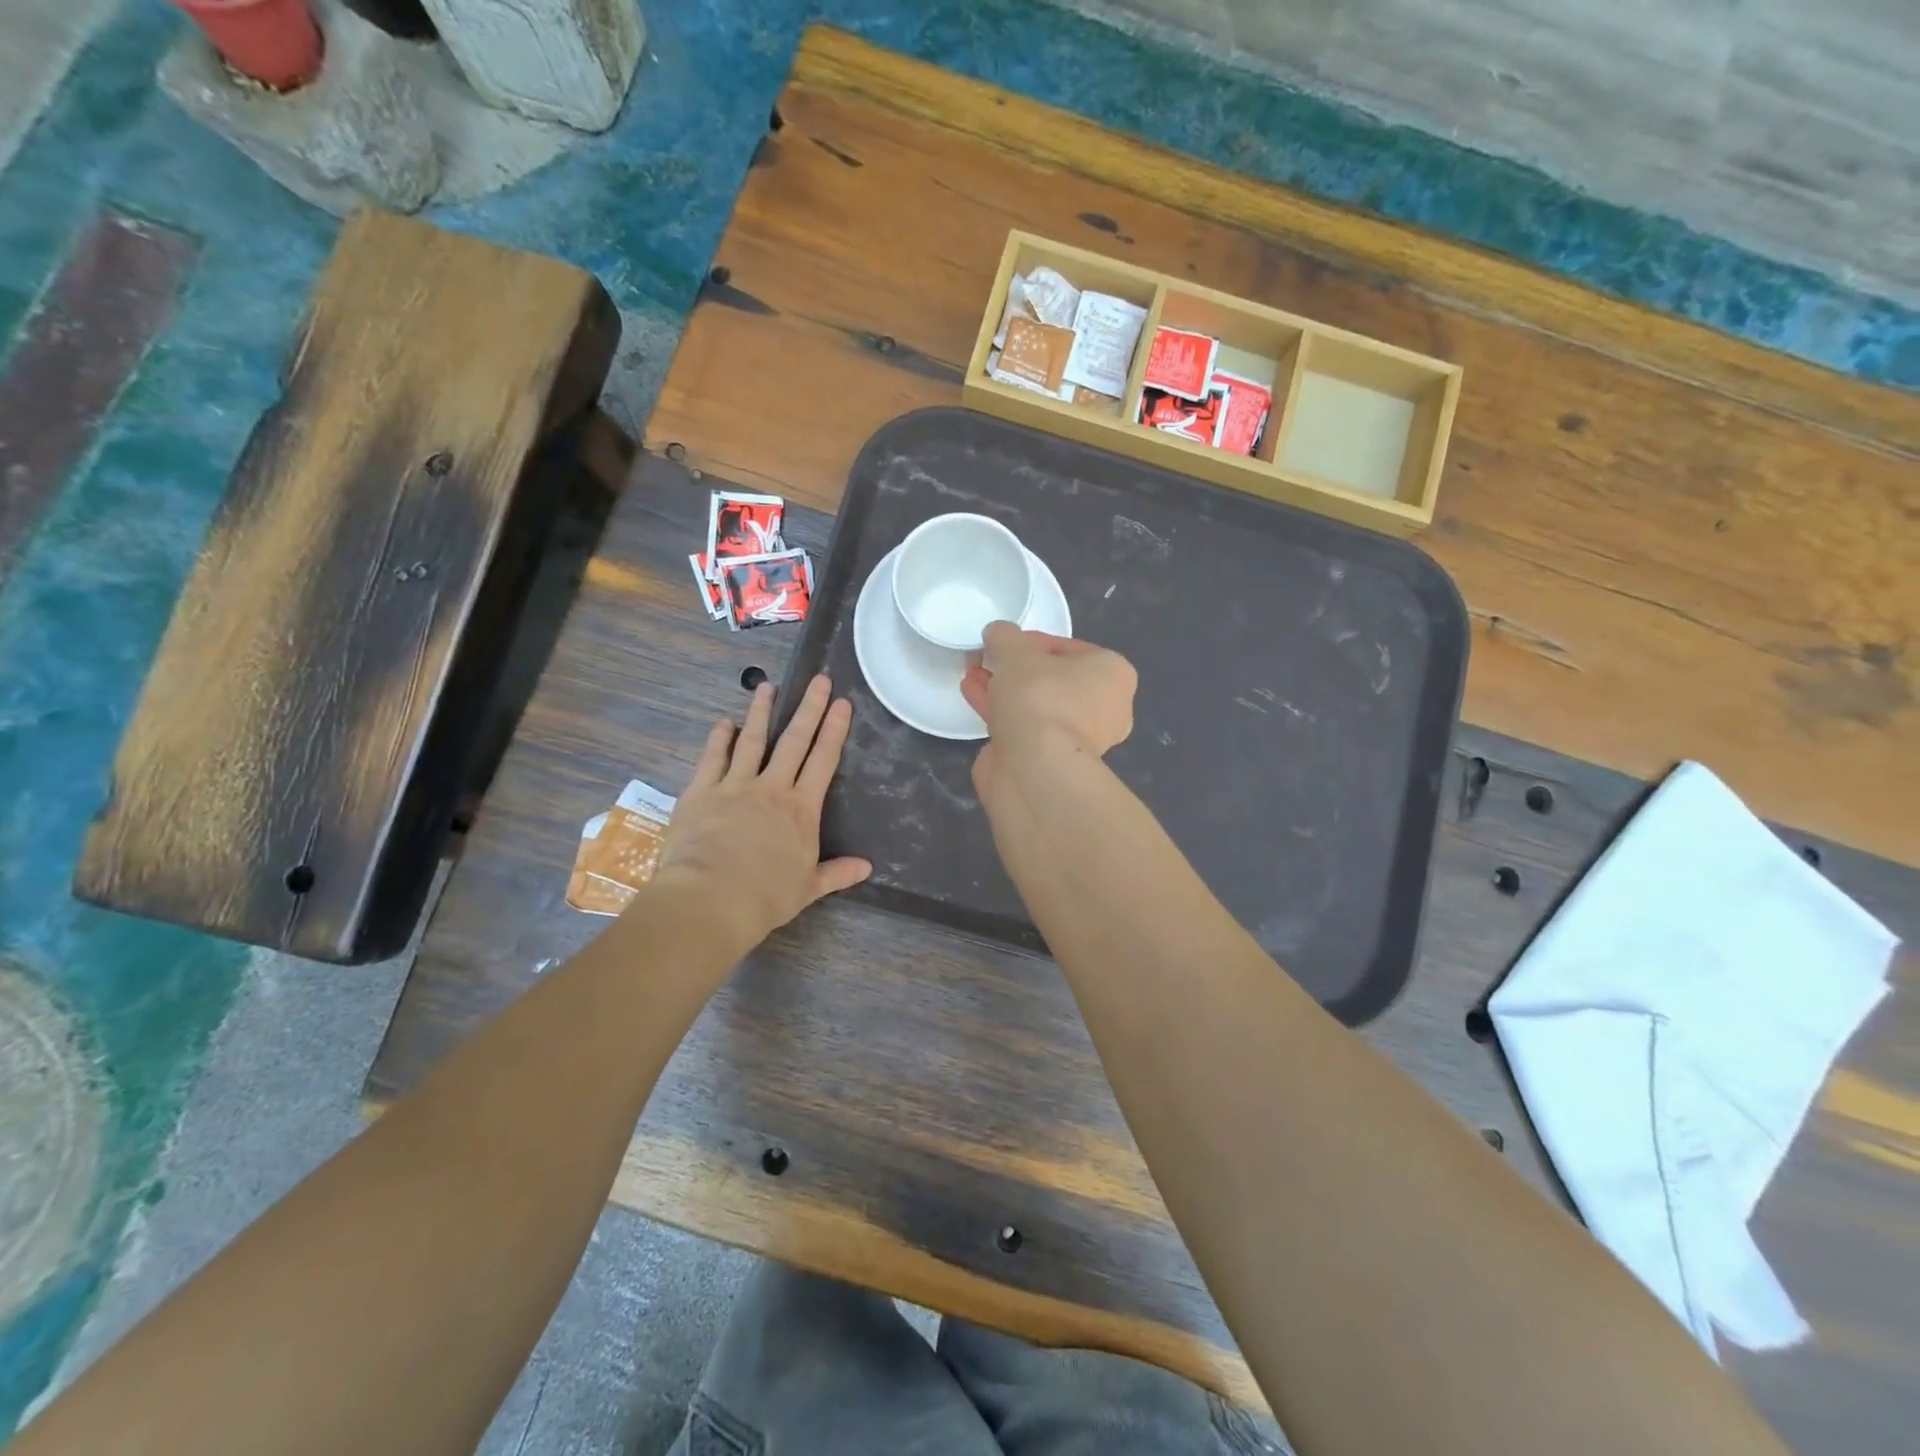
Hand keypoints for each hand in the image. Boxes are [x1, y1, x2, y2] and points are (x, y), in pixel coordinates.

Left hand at [651, 674, 870, 951]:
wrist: (710, 900)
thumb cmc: (765, 897)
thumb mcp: (808, 888)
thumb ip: (837, 873)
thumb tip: (867, 867)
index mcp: (801, 809)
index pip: (823, 761)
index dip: (835, 730)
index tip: (843, 703)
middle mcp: (771, 788)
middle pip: (794, 741)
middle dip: (809, 708)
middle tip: (819, 680)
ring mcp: (734, 786)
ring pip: (751, 741)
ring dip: (760, 712)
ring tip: (766, 686)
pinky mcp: (700, 792)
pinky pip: (711, 759)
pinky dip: (718, 739)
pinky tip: (723, 723)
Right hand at [960, 623, 1136, 792]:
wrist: (1036, 767)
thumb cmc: (1040, 697)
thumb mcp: (1016, 651)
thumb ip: (1005, 637)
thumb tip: (997, 633)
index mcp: (1113, 674)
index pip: (1068, 647)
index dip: (1031, 642)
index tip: (1003, 643)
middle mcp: (1105, 707)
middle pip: (1052, 678)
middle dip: (1016, 668)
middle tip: (988, 658)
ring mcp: (1079, 739)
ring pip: (1036, 704)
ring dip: (1004, 689)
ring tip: (973, 673)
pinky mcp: (1052, 760)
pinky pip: (1025, 726)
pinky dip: (1001, 711)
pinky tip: (972, 694)